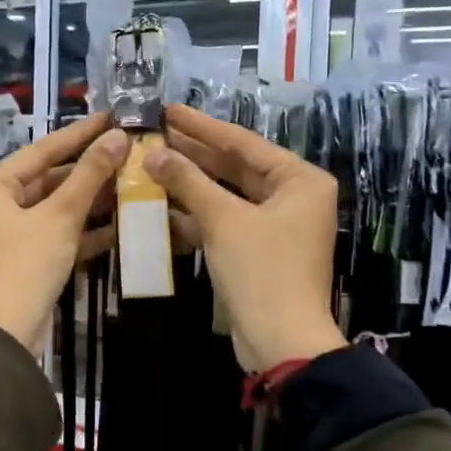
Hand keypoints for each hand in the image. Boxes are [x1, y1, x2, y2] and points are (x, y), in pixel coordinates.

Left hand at [0, 113, 128, 351]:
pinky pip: (53, 233)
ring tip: (130, 183)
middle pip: (47, 179)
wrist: (6, 333)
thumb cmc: (26, 264)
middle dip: (88, 171)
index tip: (111, 117)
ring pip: (53, 208)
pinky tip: (119, 224)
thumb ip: (89, 175)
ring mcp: (6, 234)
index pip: (41, 151)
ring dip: (89, 201)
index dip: (79, 134)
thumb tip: (117, 138)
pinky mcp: (22, 259)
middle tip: (127, 152)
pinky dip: (81, 230)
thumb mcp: (60, 216)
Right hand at [145, 103, 346, 371]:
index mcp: (299, 180)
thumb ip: (188, 182)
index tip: (169, 110)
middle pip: (235, 167)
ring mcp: (276, 226)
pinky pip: (225, 222)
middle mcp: (293, 197)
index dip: (202, 127)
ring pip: (227, 196)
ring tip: (150, 165)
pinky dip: (197, 216)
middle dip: (194, 154)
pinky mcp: (259, 251)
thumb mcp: (223, 220)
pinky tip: (162, 206)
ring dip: (190, 185)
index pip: (243, 143)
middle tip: (154, 134)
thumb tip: (152, 153)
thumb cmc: (261, 271)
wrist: (281, 341)